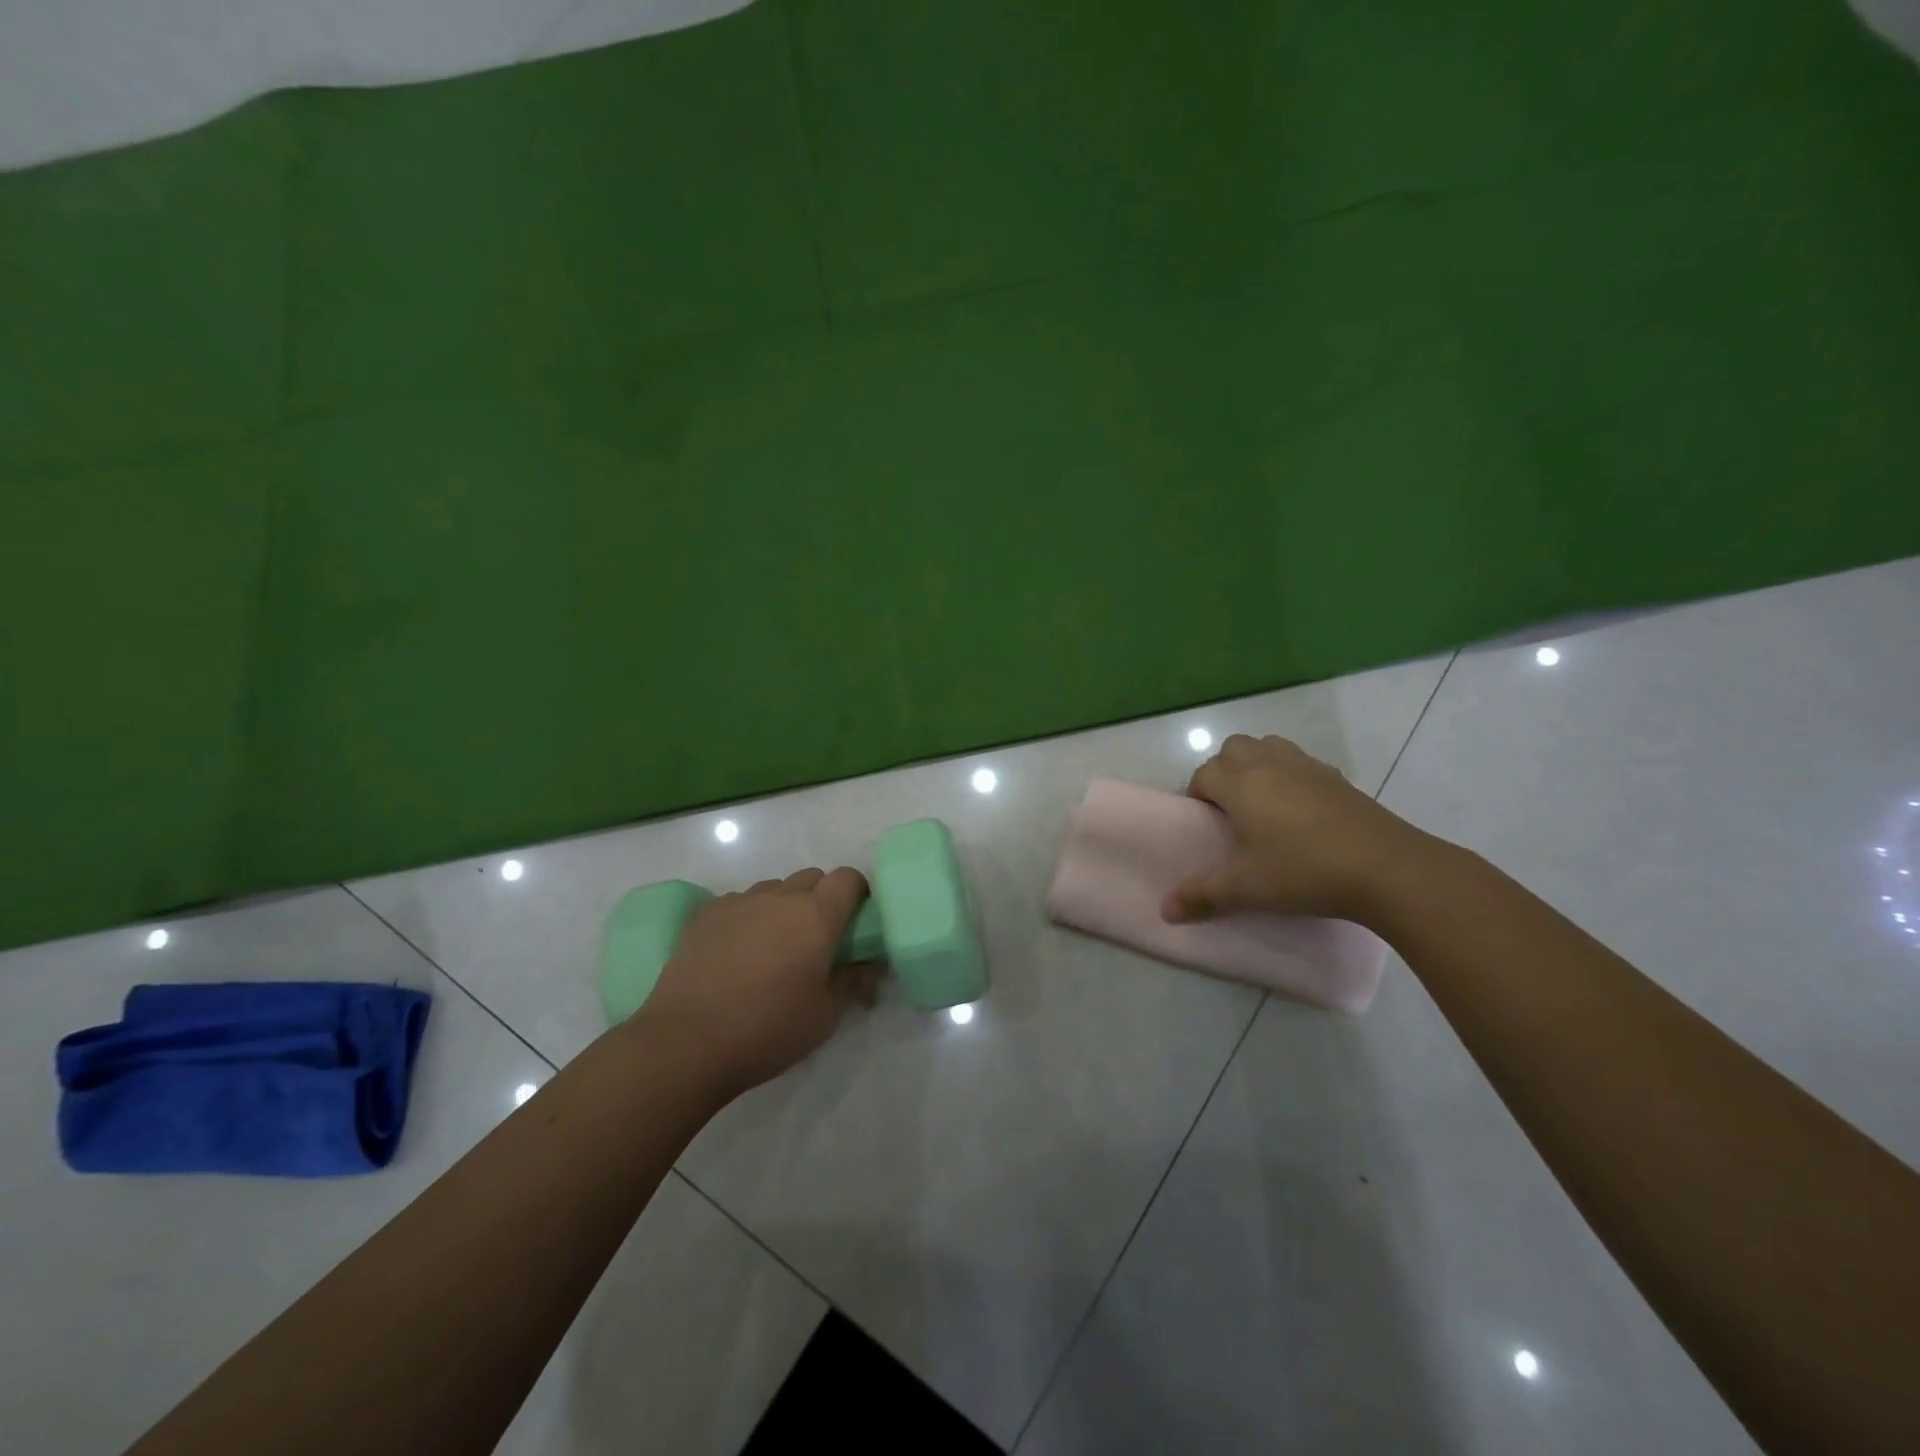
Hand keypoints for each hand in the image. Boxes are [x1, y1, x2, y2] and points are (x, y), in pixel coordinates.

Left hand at [637, 867, 879, 1096]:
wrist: (686, 1043)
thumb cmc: (767, 1031)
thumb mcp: (825, 1016)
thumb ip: (852, 981)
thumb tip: (867, 964)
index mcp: (817, 916)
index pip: (849, 878)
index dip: (857, 894)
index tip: (855, 922)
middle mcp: (780, 897)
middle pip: (812, 878)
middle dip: (821, 900)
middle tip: (815, 940)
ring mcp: (739, 901)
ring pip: (774, 889)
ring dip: (783, 907)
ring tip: (772, 948)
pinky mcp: (706, 913)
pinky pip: (739, 902)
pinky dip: (748, 917)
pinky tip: (736, 953)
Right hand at [1162, 734, 1434, 923]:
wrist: (1386, 868)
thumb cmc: (1303, 871)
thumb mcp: (1246, 889)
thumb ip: (1202, 896)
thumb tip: (1165, 910)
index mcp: (1240, 784)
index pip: (1204, 774)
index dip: (1198, 795)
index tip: (1207, 825)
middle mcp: (1269, 764)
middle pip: (1234, 748)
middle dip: (1224, 771)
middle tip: (1231, 810)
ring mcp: (1307, 766)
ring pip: (1269, 746)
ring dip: (1257, 764)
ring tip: (1263, 803)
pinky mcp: (1337, 777)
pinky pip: (1301, 762)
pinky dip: (1291, 775)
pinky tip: (1302, 811)